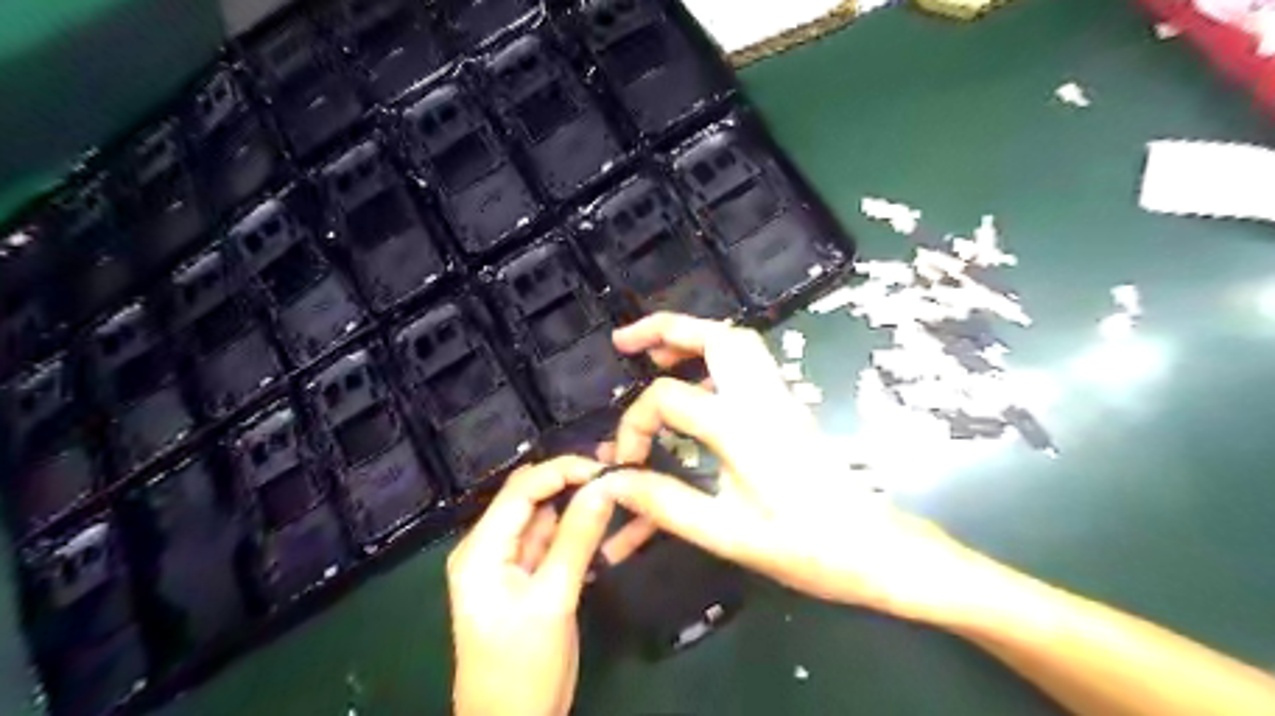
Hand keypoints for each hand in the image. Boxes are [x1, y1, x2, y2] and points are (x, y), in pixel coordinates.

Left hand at [447, 455, 617, 715]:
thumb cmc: (523, 669)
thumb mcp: (553, 601)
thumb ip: (577, 539)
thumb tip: (604, 485)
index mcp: (481, 549)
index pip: (522, 489)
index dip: (563, 470)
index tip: (607, 466)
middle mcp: (489, 546)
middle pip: (532, 497)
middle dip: (573, 481)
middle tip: (618, 471)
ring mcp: (508, 562)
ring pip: (546, 516)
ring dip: (579, 502)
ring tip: (618, 488)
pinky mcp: (527, 576)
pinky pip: (553, 541)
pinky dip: (579, 530)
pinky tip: (608, 521)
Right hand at [603, 313, 978, 620]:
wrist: (874, 550)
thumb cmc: (805, 547)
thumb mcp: (726, 533)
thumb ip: (666, 504)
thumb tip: (613, 482)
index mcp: (743, 427)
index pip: (668, 398)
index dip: (634, 425)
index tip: (625, 465)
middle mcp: (763, 399)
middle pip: (715, 336)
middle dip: (664, 330)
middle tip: (626, 345)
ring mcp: (779, 399)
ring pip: (735, 342)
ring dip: (691, 339)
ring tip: (656, 356)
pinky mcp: (787, 408)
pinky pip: (746, 364)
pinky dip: (713, 358)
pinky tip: (694, 384)